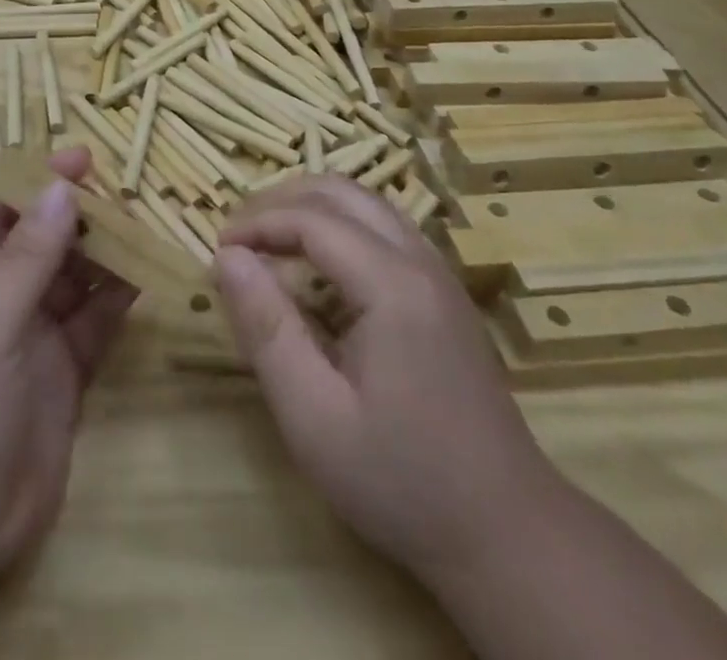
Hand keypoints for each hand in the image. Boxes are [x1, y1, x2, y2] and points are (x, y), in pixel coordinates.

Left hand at [0, 147, 136, 584]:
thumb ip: (27, 256)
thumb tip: (61, 187)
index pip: (3, 212)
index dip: (41, 183)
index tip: (86, 158)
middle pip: (45, 242)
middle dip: (82, 218)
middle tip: (131, 193)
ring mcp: (32, 336)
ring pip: (75, 280)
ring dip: (107, 255)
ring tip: (148, 226)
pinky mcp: (64, 373)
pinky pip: (95, 323)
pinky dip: (119, 300)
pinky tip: (148, 276)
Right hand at [211, 177, 555, 587]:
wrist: (509, 535)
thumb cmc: (402, 481)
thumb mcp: (314, 417)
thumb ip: (266, 328)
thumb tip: (227, 257)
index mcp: (392, 285)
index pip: (312, 219)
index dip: (257, 223)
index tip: (217, 250)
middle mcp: (420, 261)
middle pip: (342, 193)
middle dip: (281, 201)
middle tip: (239, 236)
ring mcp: (439, 274)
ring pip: (366, 203)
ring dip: (311, 207)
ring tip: (268, 240)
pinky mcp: (444, 293)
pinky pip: (384, 228)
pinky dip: (339, 225)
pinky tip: (318, 265)